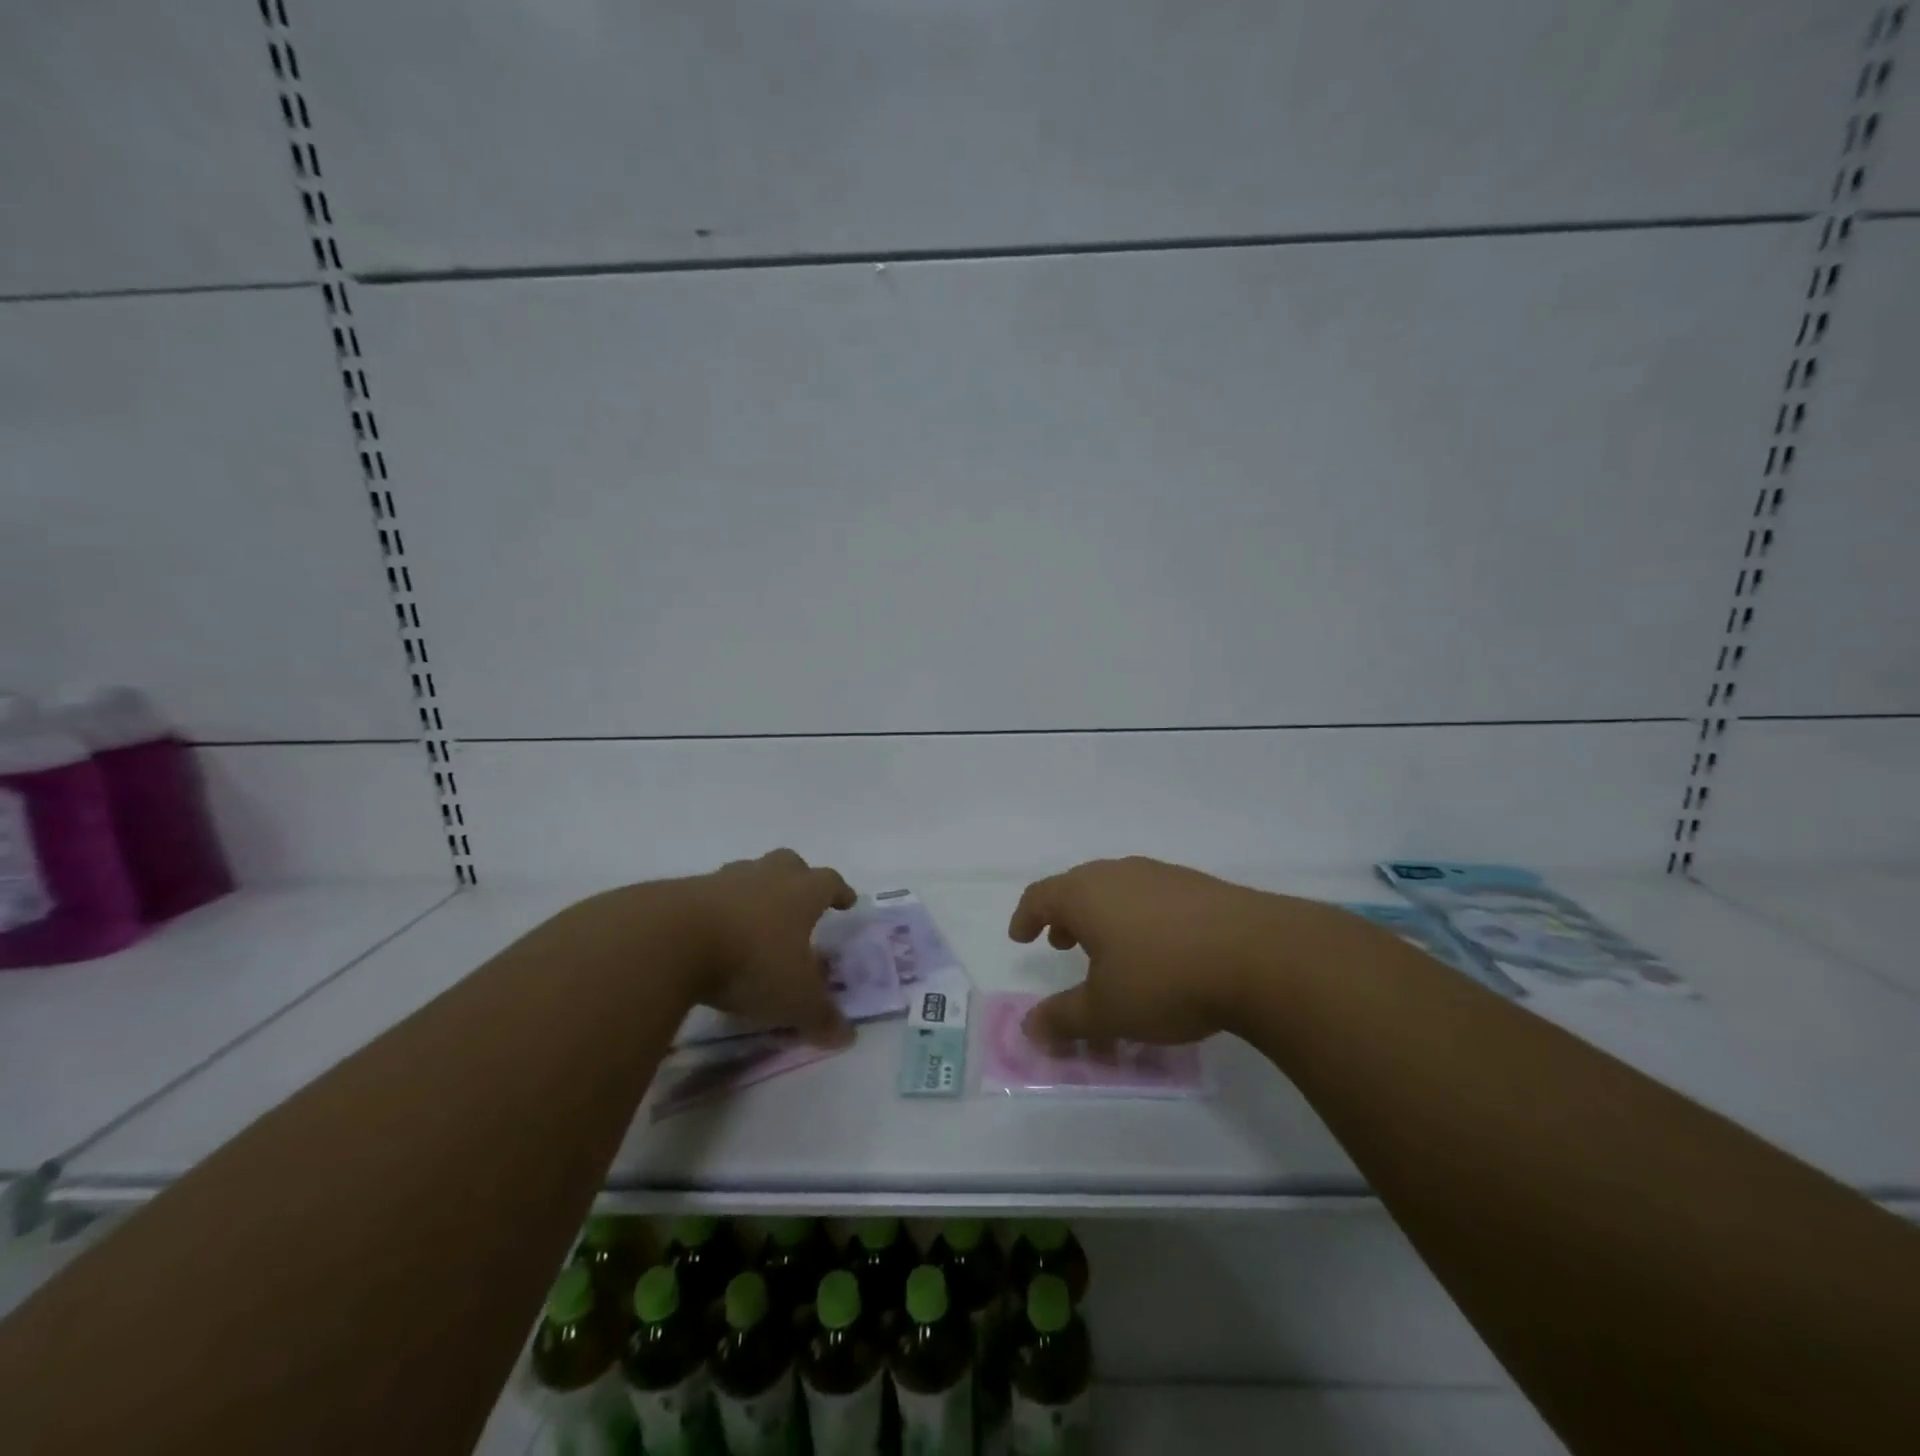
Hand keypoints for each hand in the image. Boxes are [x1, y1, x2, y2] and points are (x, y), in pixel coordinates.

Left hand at [687, 848, 858, 1045]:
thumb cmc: (751, 961)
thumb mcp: (794, 999)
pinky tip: (712, 933)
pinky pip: (710, 894)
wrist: (672, 940)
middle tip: (799, 901)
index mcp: (801, 894)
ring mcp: (723, 880)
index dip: (840, 892)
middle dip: (798, 878)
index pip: (829, 882)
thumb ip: (821, 1017)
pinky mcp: (685, 892)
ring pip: (748, 873)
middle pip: (789, 864)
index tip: (847, 901)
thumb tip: (847, 1036)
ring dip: (755, 890)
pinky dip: (717, 909)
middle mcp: (766, 877)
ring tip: (753, 918)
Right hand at [1009, 857, 1318, 1044]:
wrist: (1259, 955)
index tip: (1021, 936)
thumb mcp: (1106, 1011)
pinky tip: (1159, 947)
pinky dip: (1138, 915)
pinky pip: (1151, 895)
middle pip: (1078, 886)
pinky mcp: (1198, 885)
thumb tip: (1028, 1028)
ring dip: (1102, 914)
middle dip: (1064, 915)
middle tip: (1061, 942)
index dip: (1026, 916)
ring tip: (1109, 948)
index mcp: (1086, 894)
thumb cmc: (1164, 979)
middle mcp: (1118, 873)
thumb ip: (1063, 1018)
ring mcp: (1161, 875)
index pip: (1041, 896)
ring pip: (1117, 888)